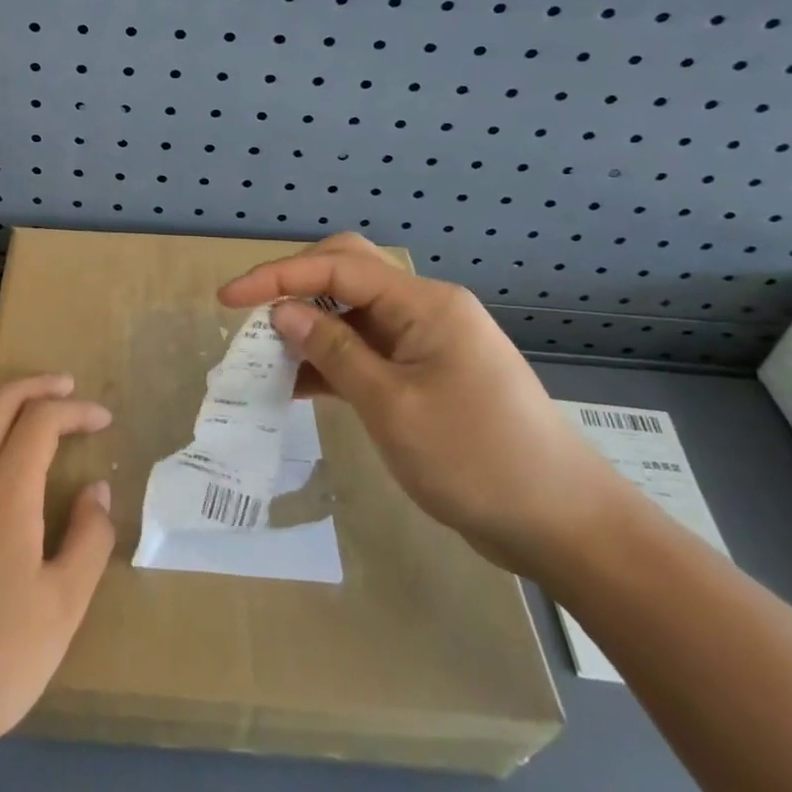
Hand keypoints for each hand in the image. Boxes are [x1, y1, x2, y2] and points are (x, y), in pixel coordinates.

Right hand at [219, 234, 626, 576]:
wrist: (563, 524)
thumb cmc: (476, 459)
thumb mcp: (392, 406)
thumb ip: (333, 351)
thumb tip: (282, 312)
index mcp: (424, 304)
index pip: (338, 267)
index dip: (277, 276)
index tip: (227, 300)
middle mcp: (424, 310)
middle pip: (347, 274)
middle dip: (294, 287)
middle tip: (250, 316)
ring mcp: (426, 343)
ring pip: (352, 314)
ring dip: (308, 327)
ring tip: (264, 355)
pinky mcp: (424, 375)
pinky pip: (366, 352)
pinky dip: (330, 361)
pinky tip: (298, 385)